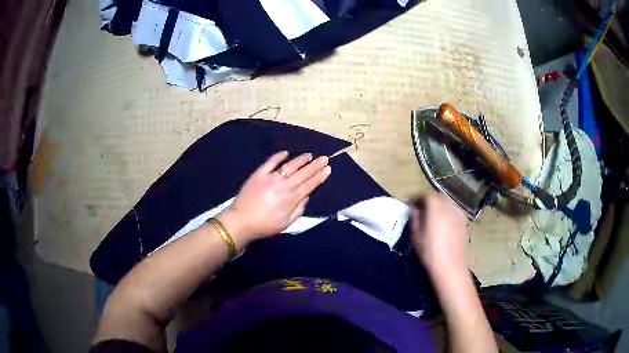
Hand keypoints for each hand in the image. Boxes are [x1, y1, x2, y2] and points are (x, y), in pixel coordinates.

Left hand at [217, 151, 330, 247]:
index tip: (328, 169)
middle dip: (315, 165)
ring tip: (309, 155)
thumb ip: (299, 209)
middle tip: (325, 158)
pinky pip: (270, 162)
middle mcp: (284, 185)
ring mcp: (271, 178)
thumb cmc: (265, 225)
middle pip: (303, 173)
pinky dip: (278, 156)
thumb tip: (306, 196)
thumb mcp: (286, 223)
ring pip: (290, 165)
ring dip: (301, 160)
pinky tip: (286, 153)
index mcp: (291, 198)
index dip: (320, 176)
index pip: (310, 184)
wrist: (241, 221)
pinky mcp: (259, 174)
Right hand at [411, 193, 468, 272]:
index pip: (425, 195)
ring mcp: (458, 213)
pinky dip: (447, 212)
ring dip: (439, 206)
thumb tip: (413, 208)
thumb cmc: (430, 251)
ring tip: (433, 216)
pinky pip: (454, 211)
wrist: (450, 266)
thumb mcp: (416, 235)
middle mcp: (448, 206)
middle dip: (429, 201)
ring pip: (447, 203)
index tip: (411, 205)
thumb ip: (414, 218)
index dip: (417, 198)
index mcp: (435, 207)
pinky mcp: (464, 221)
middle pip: (438, 196)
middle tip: (421, 210)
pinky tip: (444, 223)